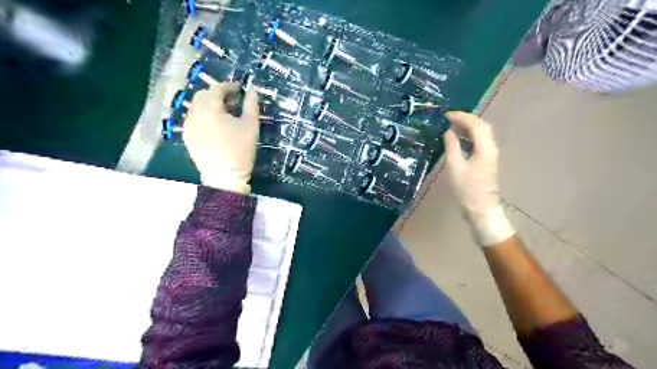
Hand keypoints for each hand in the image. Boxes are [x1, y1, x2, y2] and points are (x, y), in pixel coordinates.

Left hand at [183, 82, 260, 193]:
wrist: (224, 177)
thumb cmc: (240, 150)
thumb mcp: (251, 126)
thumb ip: (251, 106)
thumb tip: (252, 92)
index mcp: (209, 108)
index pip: (217, 89)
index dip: (230, 86)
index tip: (240, 89)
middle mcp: (194, 113)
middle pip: (204, 95)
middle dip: (218, 95)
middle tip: (233, 101)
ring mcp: (188, 126)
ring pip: (197, 107)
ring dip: (210, 105)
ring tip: (225, 114)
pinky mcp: (188, 137)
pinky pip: (194, 120)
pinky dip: (204, 117)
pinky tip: (215, 126)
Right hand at [444, 110, 514, 245]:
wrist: (481, 209)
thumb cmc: (467, 190)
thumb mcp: (455, 168)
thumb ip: (452, 147)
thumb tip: (448, 132)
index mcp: (485, 149)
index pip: (476, 125)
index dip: (462, 117)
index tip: (446, 115)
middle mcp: (491, 148)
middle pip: (482, 126)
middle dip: (466, 119)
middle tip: (449, 118)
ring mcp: (490, 155)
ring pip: (482, 134)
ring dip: (468, 127)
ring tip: (451, 126)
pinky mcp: (486, 161)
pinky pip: (479, 142)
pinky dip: (469, 136)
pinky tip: (458, 139)